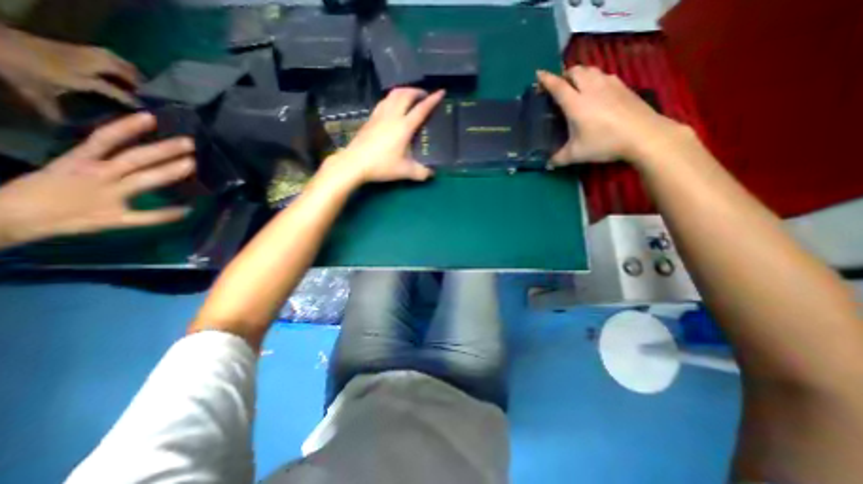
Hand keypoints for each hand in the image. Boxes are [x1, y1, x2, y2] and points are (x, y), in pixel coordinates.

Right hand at [0, 114, 194, 248]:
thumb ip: (98, 160)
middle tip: (190, 143)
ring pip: (144, 181)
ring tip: (192, 164)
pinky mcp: (113, 219)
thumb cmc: (43, 189)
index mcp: (79, 161)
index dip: (128, 127)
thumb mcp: (67, 166)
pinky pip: (146, 217)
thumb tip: (132, 150)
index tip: (152, 118)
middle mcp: (96, 176)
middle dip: (164, 150)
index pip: (105, 139)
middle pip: (135, 158)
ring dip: (169, 172)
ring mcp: (107, 197)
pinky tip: (188, 210)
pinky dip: (167, 214)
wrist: (8, 218)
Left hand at [1, 25, 141, 121]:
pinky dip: (121, 63)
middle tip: (154, 98)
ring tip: (145, 85)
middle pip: (122, 72)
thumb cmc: (17, 70)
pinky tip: (126, 72)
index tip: (149, 112)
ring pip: (117, 61)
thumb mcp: (34, 94)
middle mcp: (85, 65)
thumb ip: (55, 112)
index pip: (117, 92)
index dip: (134, 102)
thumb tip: (72, 130)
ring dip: (133, 72)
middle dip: (140, 85)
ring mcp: (81, 53)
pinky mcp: (78, 46)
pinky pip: (108, 55)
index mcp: (79, 78)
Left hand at [322, 87, 447, 185]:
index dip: (433, 100)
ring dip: (404, 91)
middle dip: (417, 91)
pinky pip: (384, 101)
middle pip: (406, 94)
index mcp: (404, 126)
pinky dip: (392, 98)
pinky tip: (393, 106)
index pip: (421, 109)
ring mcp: (379, 115)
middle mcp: (392, 116)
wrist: (355, 163)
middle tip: (425, 95)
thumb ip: (421, 173)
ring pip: (393, 95)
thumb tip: (431, 174)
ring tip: (410, 97)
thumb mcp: (405, 171)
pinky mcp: (370, 118)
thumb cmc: (382, 165)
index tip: (441, 91)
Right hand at [538, 66, 687, 163]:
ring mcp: (609, 85)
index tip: (539, 73)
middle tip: (559, 85)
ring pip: (591, 70)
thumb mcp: (576, 155)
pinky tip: (596, 89)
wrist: (643, 135)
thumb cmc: (604, 143)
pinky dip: (595, 77)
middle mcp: (591, 89)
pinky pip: (604, 75)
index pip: (558, 86)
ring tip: (576, 84)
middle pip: (575, 71)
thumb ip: (558, 158)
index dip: (546, 79)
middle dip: (564, 75)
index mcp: (576, 104)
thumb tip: (547, 164)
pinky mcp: (623, 87)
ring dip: (580, 73)